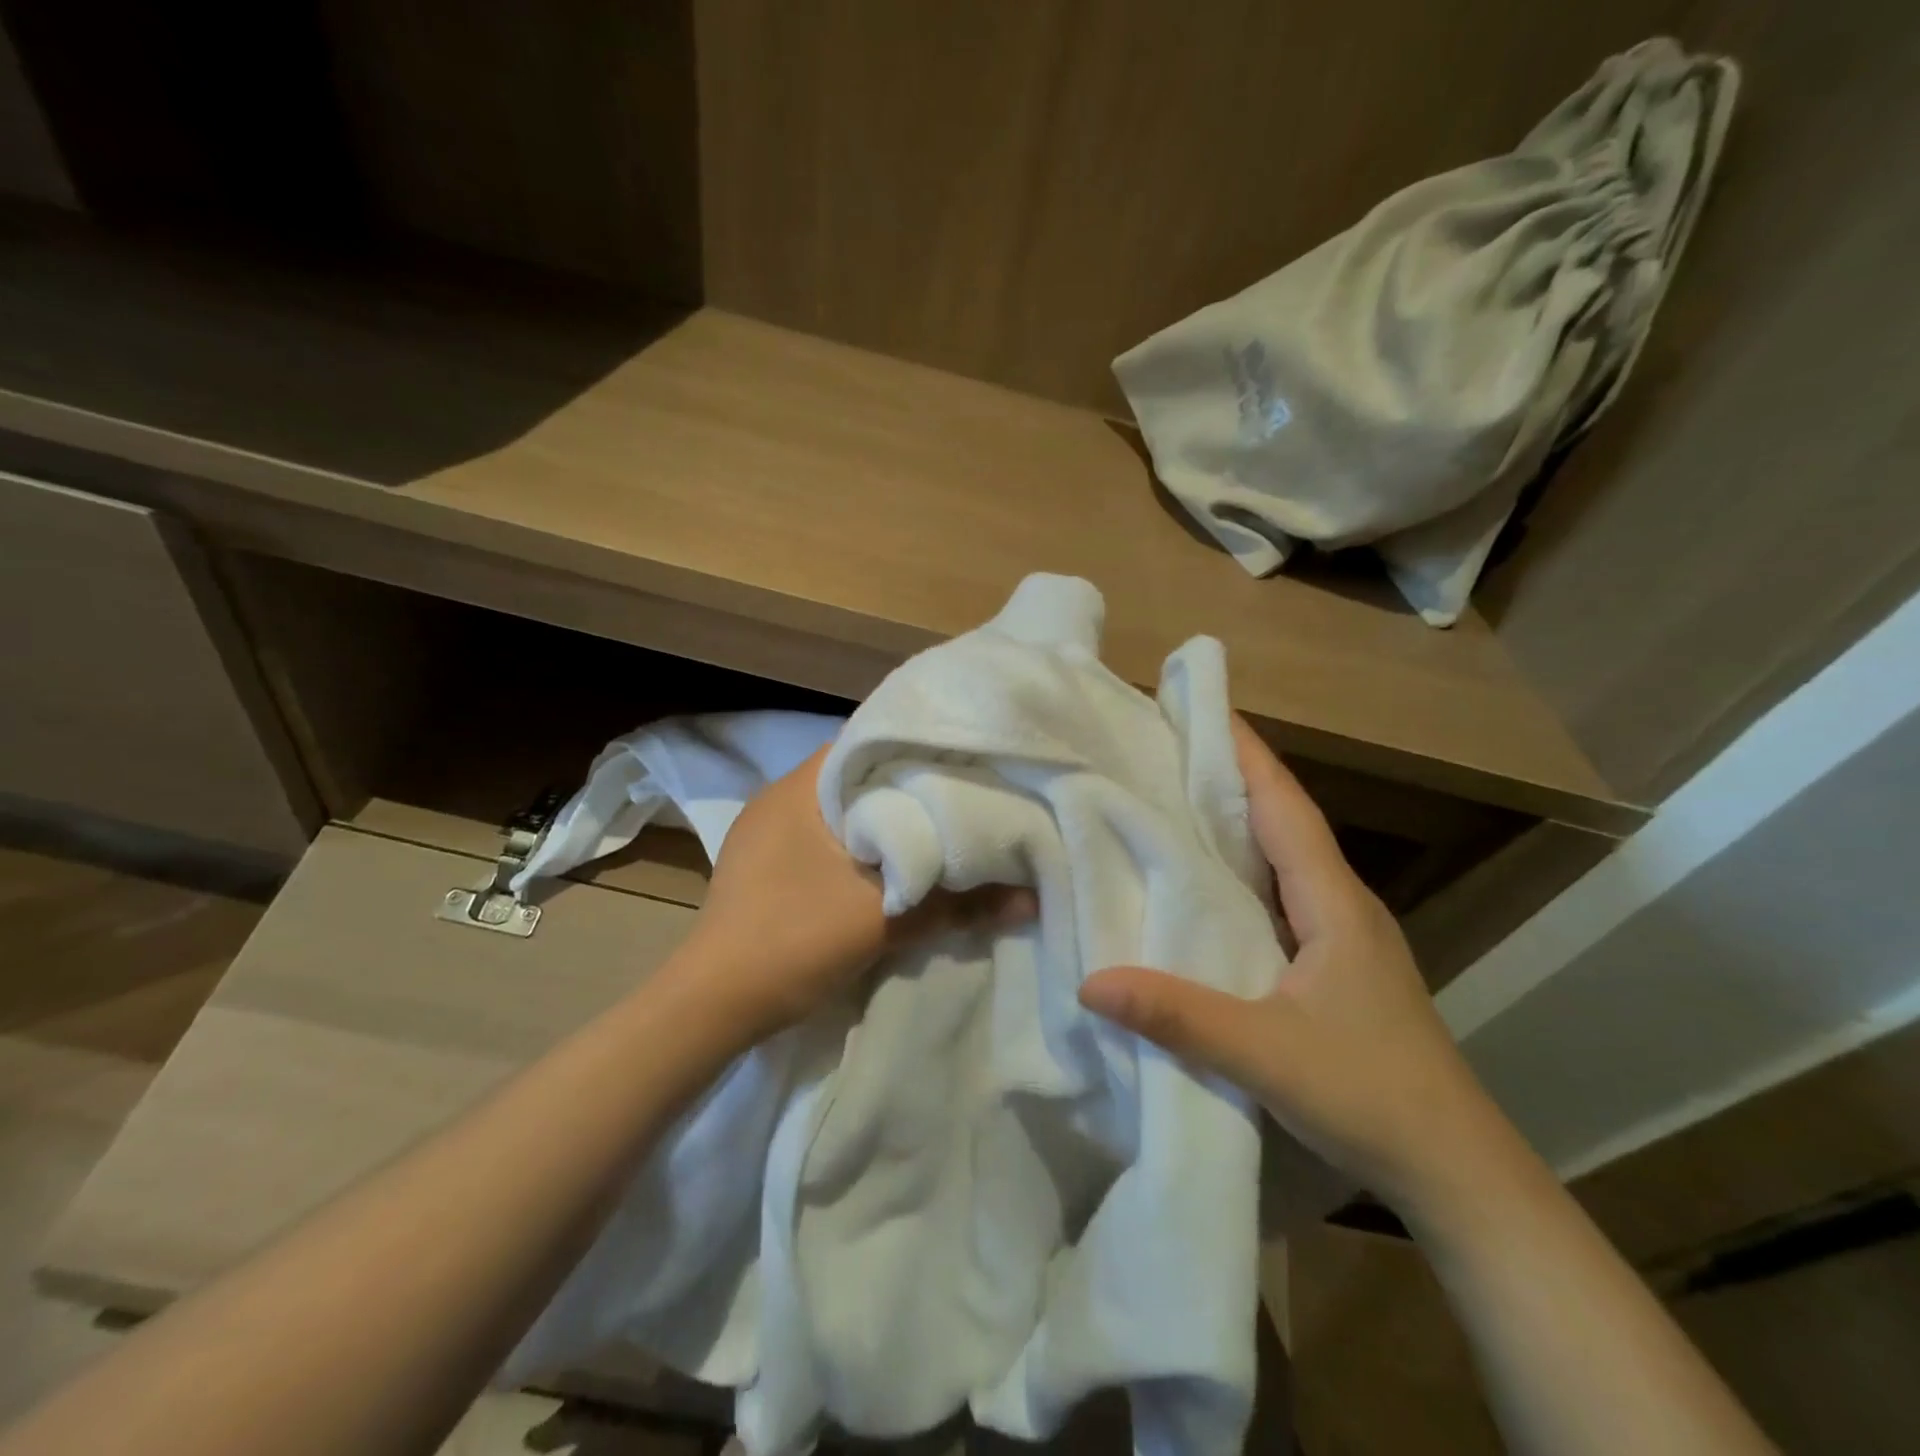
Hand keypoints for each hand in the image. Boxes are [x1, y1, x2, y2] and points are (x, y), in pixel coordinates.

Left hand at [676, 745, 1033, 1040]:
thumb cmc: (792, 941)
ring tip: (936, 824)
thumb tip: (1030, 899)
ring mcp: (766, 835)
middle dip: (906, 788)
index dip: (917, 748)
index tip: (963, 760)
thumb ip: (958, 904)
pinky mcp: (765, 867)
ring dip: (882, 820)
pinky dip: (859, 846)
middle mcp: (779, 799)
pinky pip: (823, 840)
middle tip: (962, 793)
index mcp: (798, 789)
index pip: (867, 742)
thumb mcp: (882, 921)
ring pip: (840, 812)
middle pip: (856, 778)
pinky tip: (891, 862)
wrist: (713, 1008)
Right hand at [1078, 718, 1495, 1210]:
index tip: (1202, 708)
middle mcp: (1340, 904)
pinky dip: (1242, 870)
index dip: (1245, 754)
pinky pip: (1280, 895)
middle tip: (1167, 747)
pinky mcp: (1333, 964)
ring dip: (1236, 822)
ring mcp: (1340, 935)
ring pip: (1282, 857)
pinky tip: (1207, 883)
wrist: (1456, 1171)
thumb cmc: (1369, 1096)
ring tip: (1175, 798)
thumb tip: (1090, 980)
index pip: (1284, 806)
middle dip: (1230, 776)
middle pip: (1282, 820)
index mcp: (1333, 902)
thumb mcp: (1264, 1054)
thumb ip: (1177, 1015)